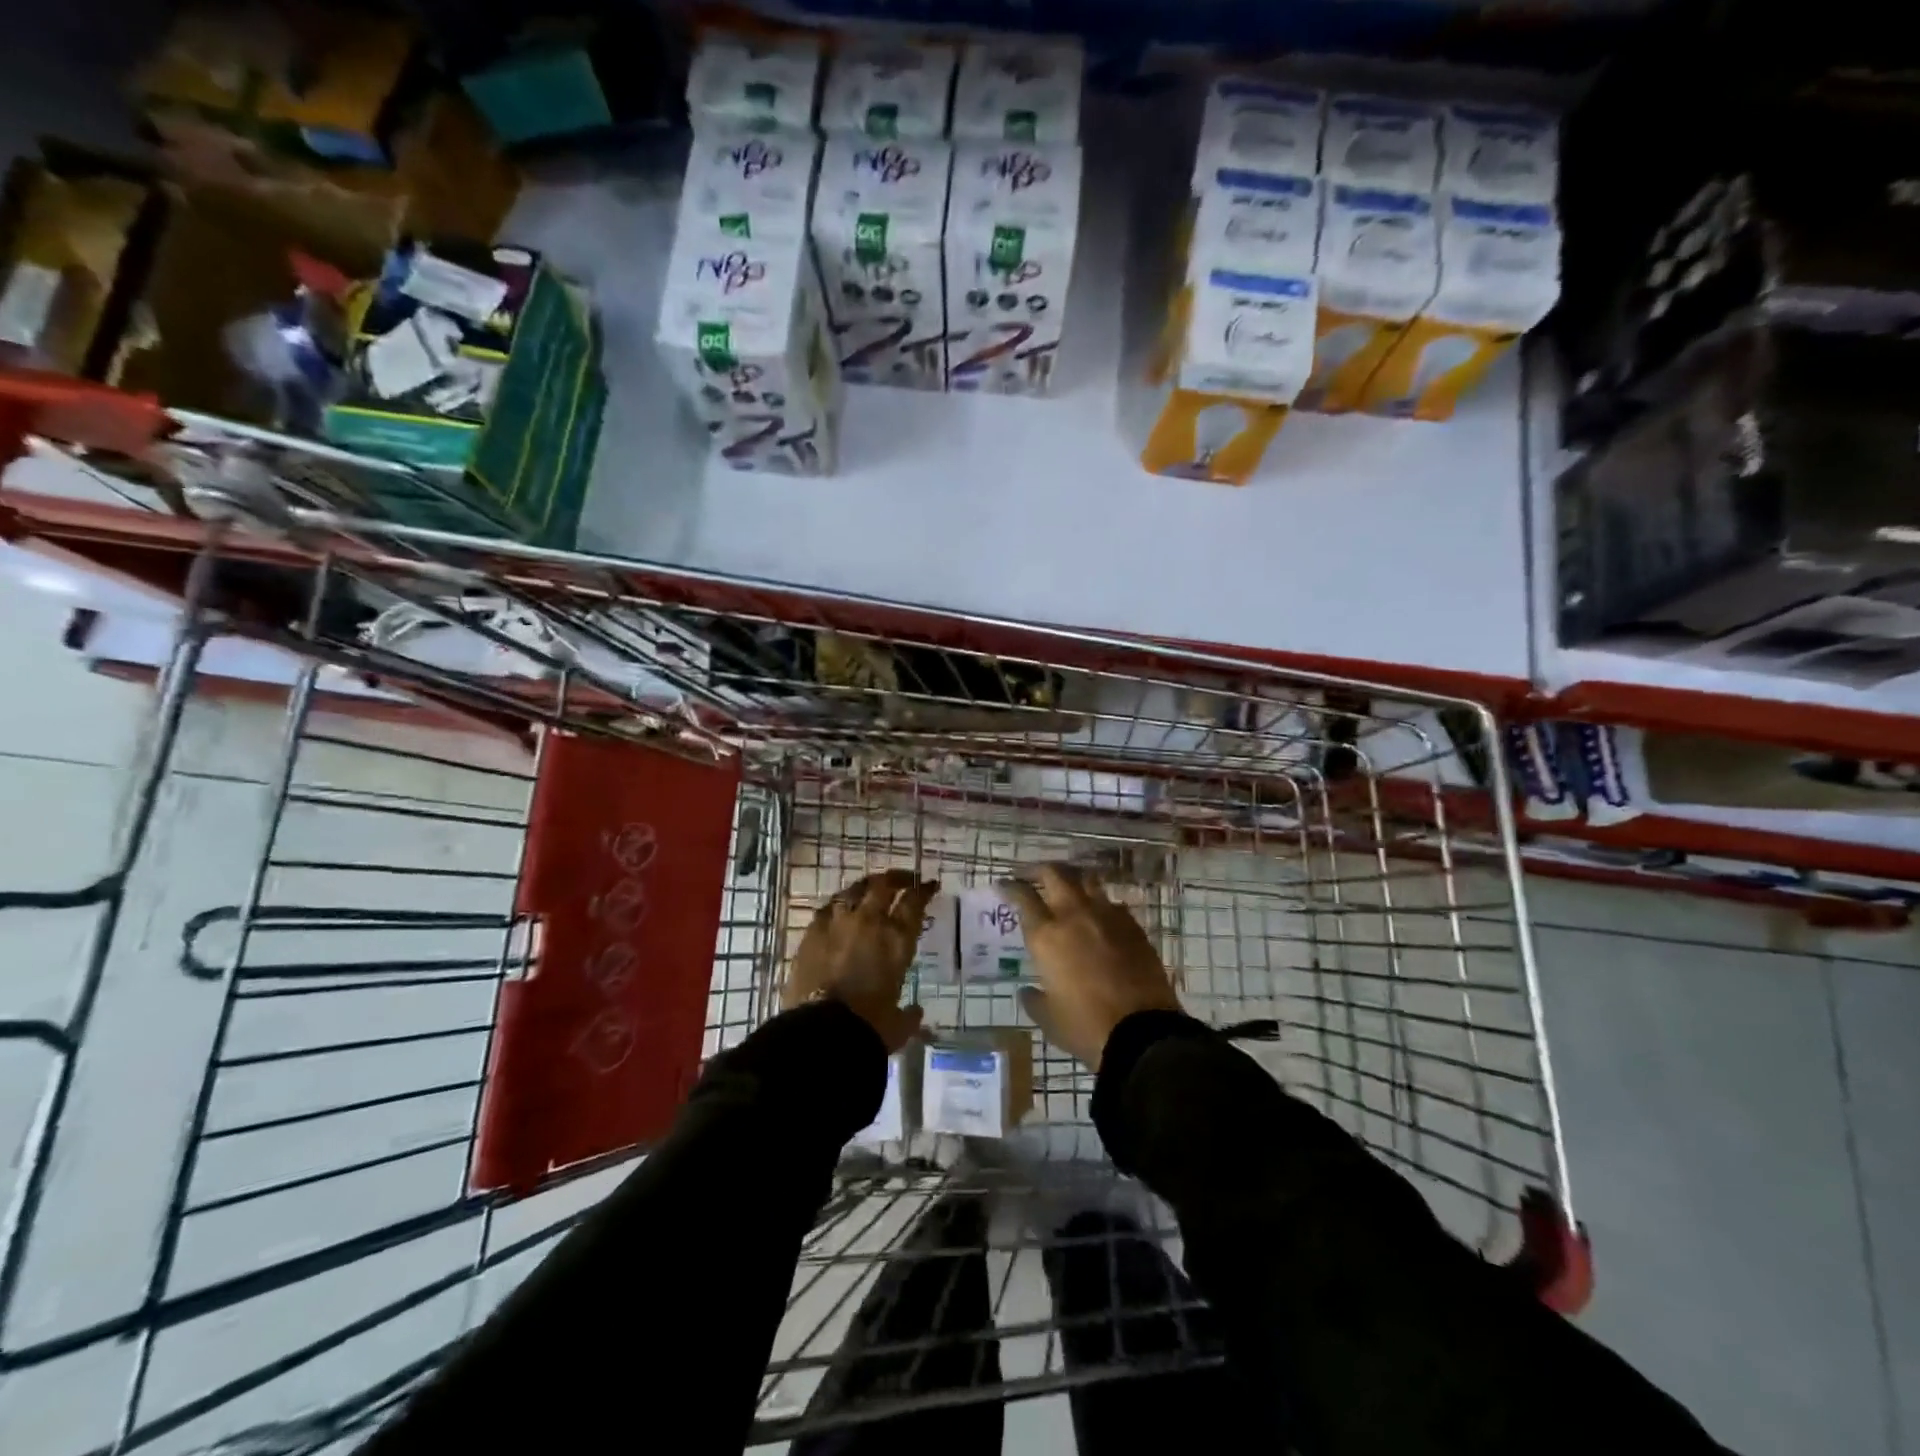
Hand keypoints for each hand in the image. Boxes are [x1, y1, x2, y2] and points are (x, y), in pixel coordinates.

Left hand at [784, 869, 936, 1052]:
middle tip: (904, 880)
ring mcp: (837, 923)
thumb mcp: (897, 1025)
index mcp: (897, 939)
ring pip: (854, 889)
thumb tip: (915, 1012)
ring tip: (870, 889)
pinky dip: (837, 906)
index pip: (914, 901)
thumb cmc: (869, 1028)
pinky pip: (827, 908)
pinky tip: (838, 909)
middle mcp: (869, 922)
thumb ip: (908, 1015)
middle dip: (897, 878)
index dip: (924, 890)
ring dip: (866, 886)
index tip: (929, 886)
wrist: (822, 1032)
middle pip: (884, 885)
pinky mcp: (811, 932)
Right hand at [1002, 864, 1180, 1068]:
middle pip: (1055, 874)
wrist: (1143, 1033)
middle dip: (1040, 870)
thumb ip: (1034, 999)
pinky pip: (1112, 903)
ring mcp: (1107, 916)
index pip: (1023, 897)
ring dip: (1072, 879)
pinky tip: (1099, 917)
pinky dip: (1100, 903)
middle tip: (1032, 876)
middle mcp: (1074, 915)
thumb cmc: (1086, 1027)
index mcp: (1046, 936)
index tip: (1004, 884)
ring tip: (1067, 887)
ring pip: (1087, 880)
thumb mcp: (1049, 1019)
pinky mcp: (1133, 926)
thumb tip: (1027, 991)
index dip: (1010, 886)